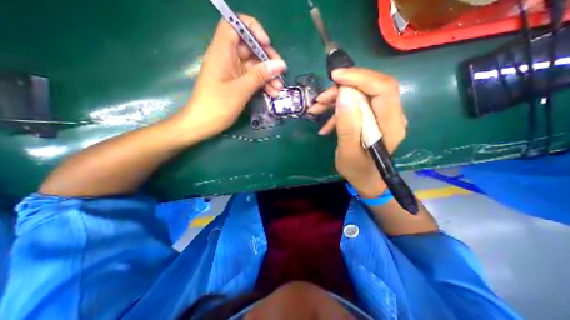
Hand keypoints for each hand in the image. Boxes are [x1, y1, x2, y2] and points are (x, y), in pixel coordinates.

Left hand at [177, 15, 286, 138]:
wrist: (202, 124)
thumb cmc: (218, 106)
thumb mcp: (241, 90)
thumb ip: (260, 75)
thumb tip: (280, 64)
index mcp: (222, 52)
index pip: (234, 25)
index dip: (252, 29)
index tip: (266, 43)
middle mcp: (227, 58)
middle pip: (250, 48)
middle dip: (267, 59)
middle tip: (281, 72)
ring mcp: (232, 72)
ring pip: (253, 66)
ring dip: (268, 76)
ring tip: (279, 88)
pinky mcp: (236, 83)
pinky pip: (252, 79)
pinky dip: (262, 84)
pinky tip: (272, 93)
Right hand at [311, 68, 407, 197]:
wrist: (365, 179)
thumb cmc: (357, 169)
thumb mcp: (348, 151)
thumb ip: (348, 125)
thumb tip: (344, 94)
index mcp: (390, 125)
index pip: (383, 88)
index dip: (360, 77)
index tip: (336, 77)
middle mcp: (392, 115)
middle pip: (371, 88)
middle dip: (343, 88)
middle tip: (321, 98)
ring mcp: (382, 116)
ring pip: (361, 95)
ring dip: (337, 99)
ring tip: (317, 109)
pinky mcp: (373, 118)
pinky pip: (356, 106)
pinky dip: (339, 110)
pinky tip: (325, 123)